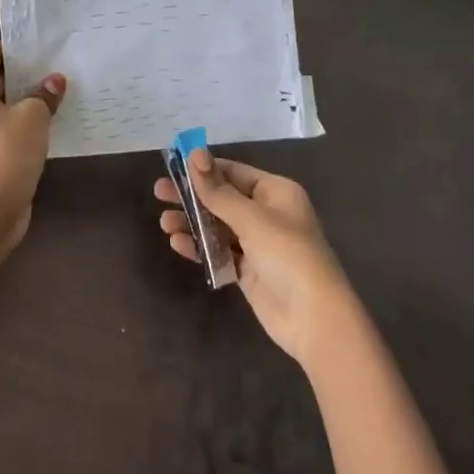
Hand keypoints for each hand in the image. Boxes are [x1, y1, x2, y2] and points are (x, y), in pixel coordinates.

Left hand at [0, 40, 64, 248]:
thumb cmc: (7, 152)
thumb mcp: (34, 117)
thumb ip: (45, 94)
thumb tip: (54, 82)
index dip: (16, 52)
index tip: (42, 57)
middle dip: (18, 78)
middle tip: (49, 79)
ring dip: (13, 103)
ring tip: (45, 103)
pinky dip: (5, 125)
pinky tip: (33, 130)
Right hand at [153, 149, 354, 368]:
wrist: (314, 319)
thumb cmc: (288, 255)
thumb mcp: (251, 218)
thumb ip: (218, 191)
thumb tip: (194, 153)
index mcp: (275, 192)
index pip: (233, 171)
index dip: (203, 169)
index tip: (172, 166)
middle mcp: (267, 213)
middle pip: (222, 198)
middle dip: (192, 196)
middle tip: (159, 192)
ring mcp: (257, 244)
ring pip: (218, 226)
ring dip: (192, 223)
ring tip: (164, 223)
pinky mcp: (249, 271)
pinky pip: (219, 252)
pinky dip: (200, 247)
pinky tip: (178, 244)